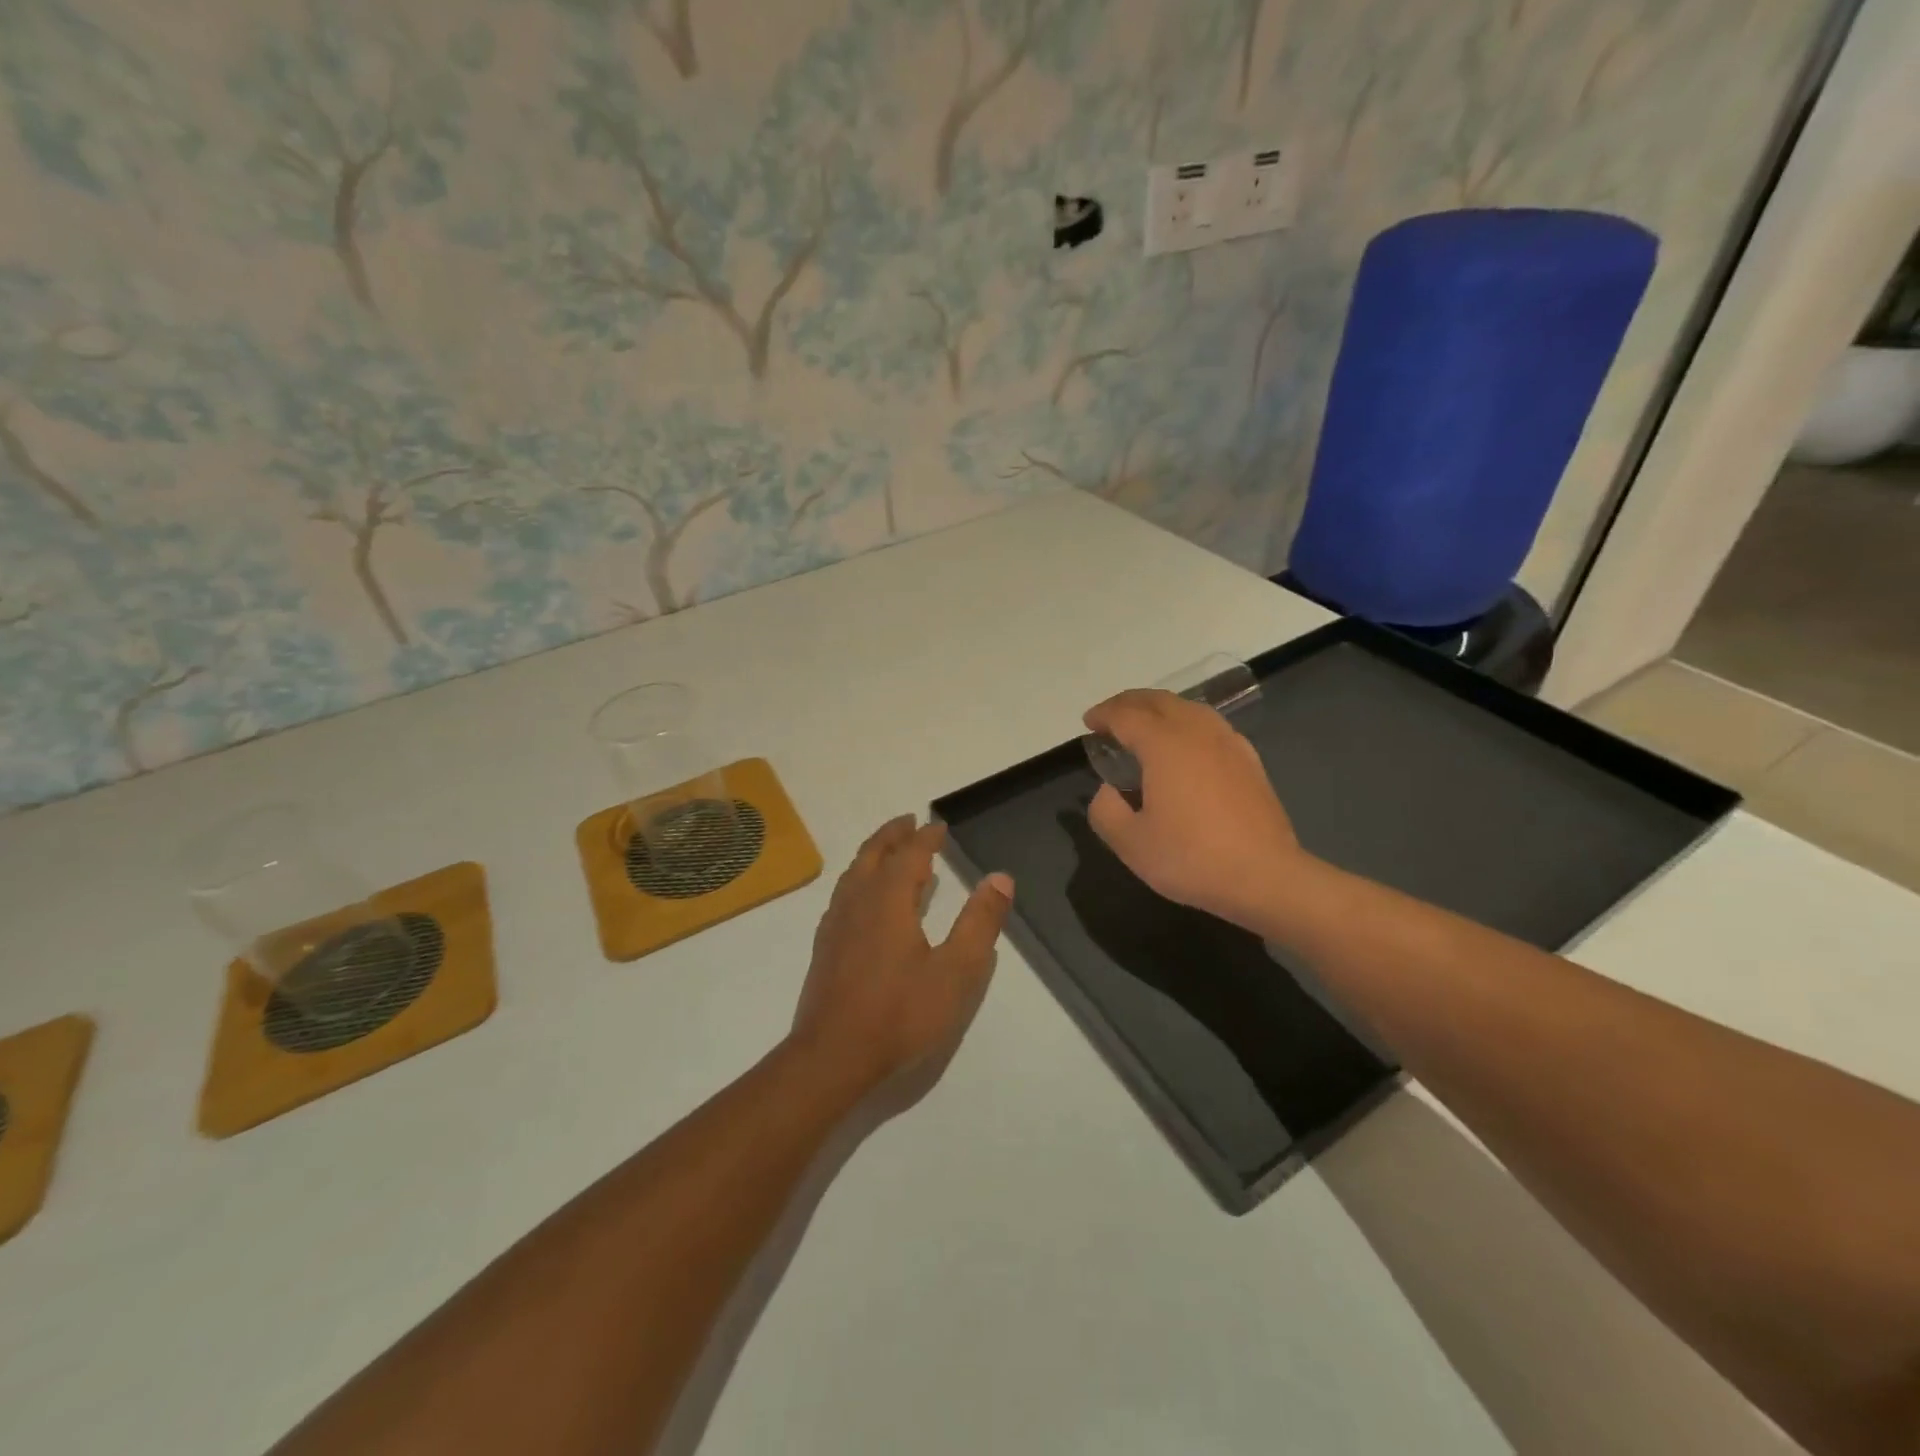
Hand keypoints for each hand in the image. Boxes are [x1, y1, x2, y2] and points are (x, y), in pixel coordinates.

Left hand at [789, 816, 1013, 1097]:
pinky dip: (858, 879)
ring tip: (888, 851)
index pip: (910, 854)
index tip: (939, 825)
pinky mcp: (825, 947)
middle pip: (874, 854)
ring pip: (853, 873)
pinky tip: (863, 899)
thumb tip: (1000, 877)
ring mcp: (836, 924)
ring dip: (873, 854)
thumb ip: (979, 923)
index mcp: (888, 899)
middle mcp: (858, 901)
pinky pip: (843, 895)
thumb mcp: (955, 971)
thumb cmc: (900, 1013)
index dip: (926, 837)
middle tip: (909, 821)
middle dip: (893, 834)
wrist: (832, 1057)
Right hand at [1083, 689, 1308, 930]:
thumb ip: (1105, 810)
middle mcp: (1197, 732)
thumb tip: (1107, 790)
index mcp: (1164, 744)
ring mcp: (1228, 742)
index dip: (1103, 714)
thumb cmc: (1191, 858)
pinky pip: (1211, 725)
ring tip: (1145, 726)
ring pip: (1189, 708)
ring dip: (1161, 709)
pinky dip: (1188, 723)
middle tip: (1110, 718)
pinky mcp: (1249, 760)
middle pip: (1159, 700)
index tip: (1088, 723)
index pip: (1126, 715)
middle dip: (1130, 703)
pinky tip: (1186, 746)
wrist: (1264, 877)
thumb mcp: (1130, 843)